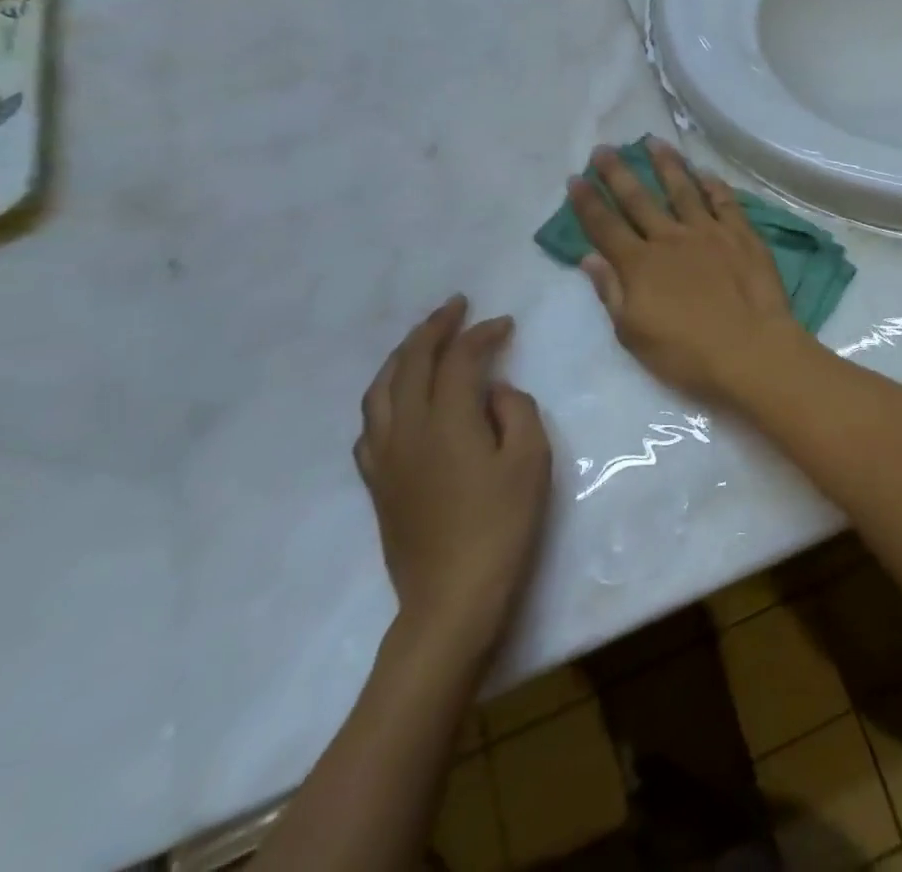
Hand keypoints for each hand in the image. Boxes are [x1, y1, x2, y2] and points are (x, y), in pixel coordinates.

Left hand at [355, 296, 550, 662]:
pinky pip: (370, 425)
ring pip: (381, 390)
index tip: (505, 324)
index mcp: (447, 420)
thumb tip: (493, 392)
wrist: (452, 596)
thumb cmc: (502, 523)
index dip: (481, 334)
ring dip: (402, 356)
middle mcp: (408, 429)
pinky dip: (384, 397)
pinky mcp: (377, 483)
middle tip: (456, 307)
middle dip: (434, 329)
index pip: (459, 359)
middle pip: (411, 363)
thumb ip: (515, 410)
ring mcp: (386, 457)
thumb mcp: (531, 459)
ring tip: (422, 341)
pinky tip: (397, 400)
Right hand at [569, 141, 806, 401]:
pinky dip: (713, 184)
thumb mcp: (634, 334)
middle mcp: (670, 239)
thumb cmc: (687, 353)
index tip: (575, 179)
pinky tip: (705, 172)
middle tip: (604, 149)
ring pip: (682, 189)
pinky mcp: (741, 234)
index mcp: (639, 264)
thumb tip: (589, 257)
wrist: (750, 350)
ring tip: (654, 142)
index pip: (605, 226)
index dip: (587, 202)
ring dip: (666, 164)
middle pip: (638, 199)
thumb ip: (611, 291)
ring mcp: (708, 232)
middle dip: (618, 173)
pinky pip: (724, 201)